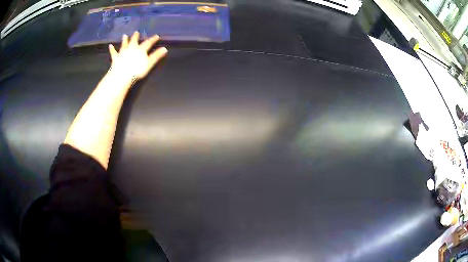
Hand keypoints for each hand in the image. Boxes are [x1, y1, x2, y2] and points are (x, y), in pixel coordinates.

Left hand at [108, 31, 167, 80]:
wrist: (122, 75)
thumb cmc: (136, 70)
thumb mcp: (149, 64)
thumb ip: (156, 56)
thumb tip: (165, 49)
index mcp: (140, 50)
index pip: (148, 43)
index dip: (153, 39)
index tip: (156, 36)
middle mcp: (131, 48)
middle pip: (134, 41)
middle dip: (136, 37)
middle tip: (136, 32)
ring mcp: (123, 52)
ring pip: (124, 44)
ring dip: (125, 40)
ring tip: (124, 35)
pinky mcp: (115, 58)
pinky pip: (113, 52)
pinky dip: (112, 49)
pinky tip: (110, 46)